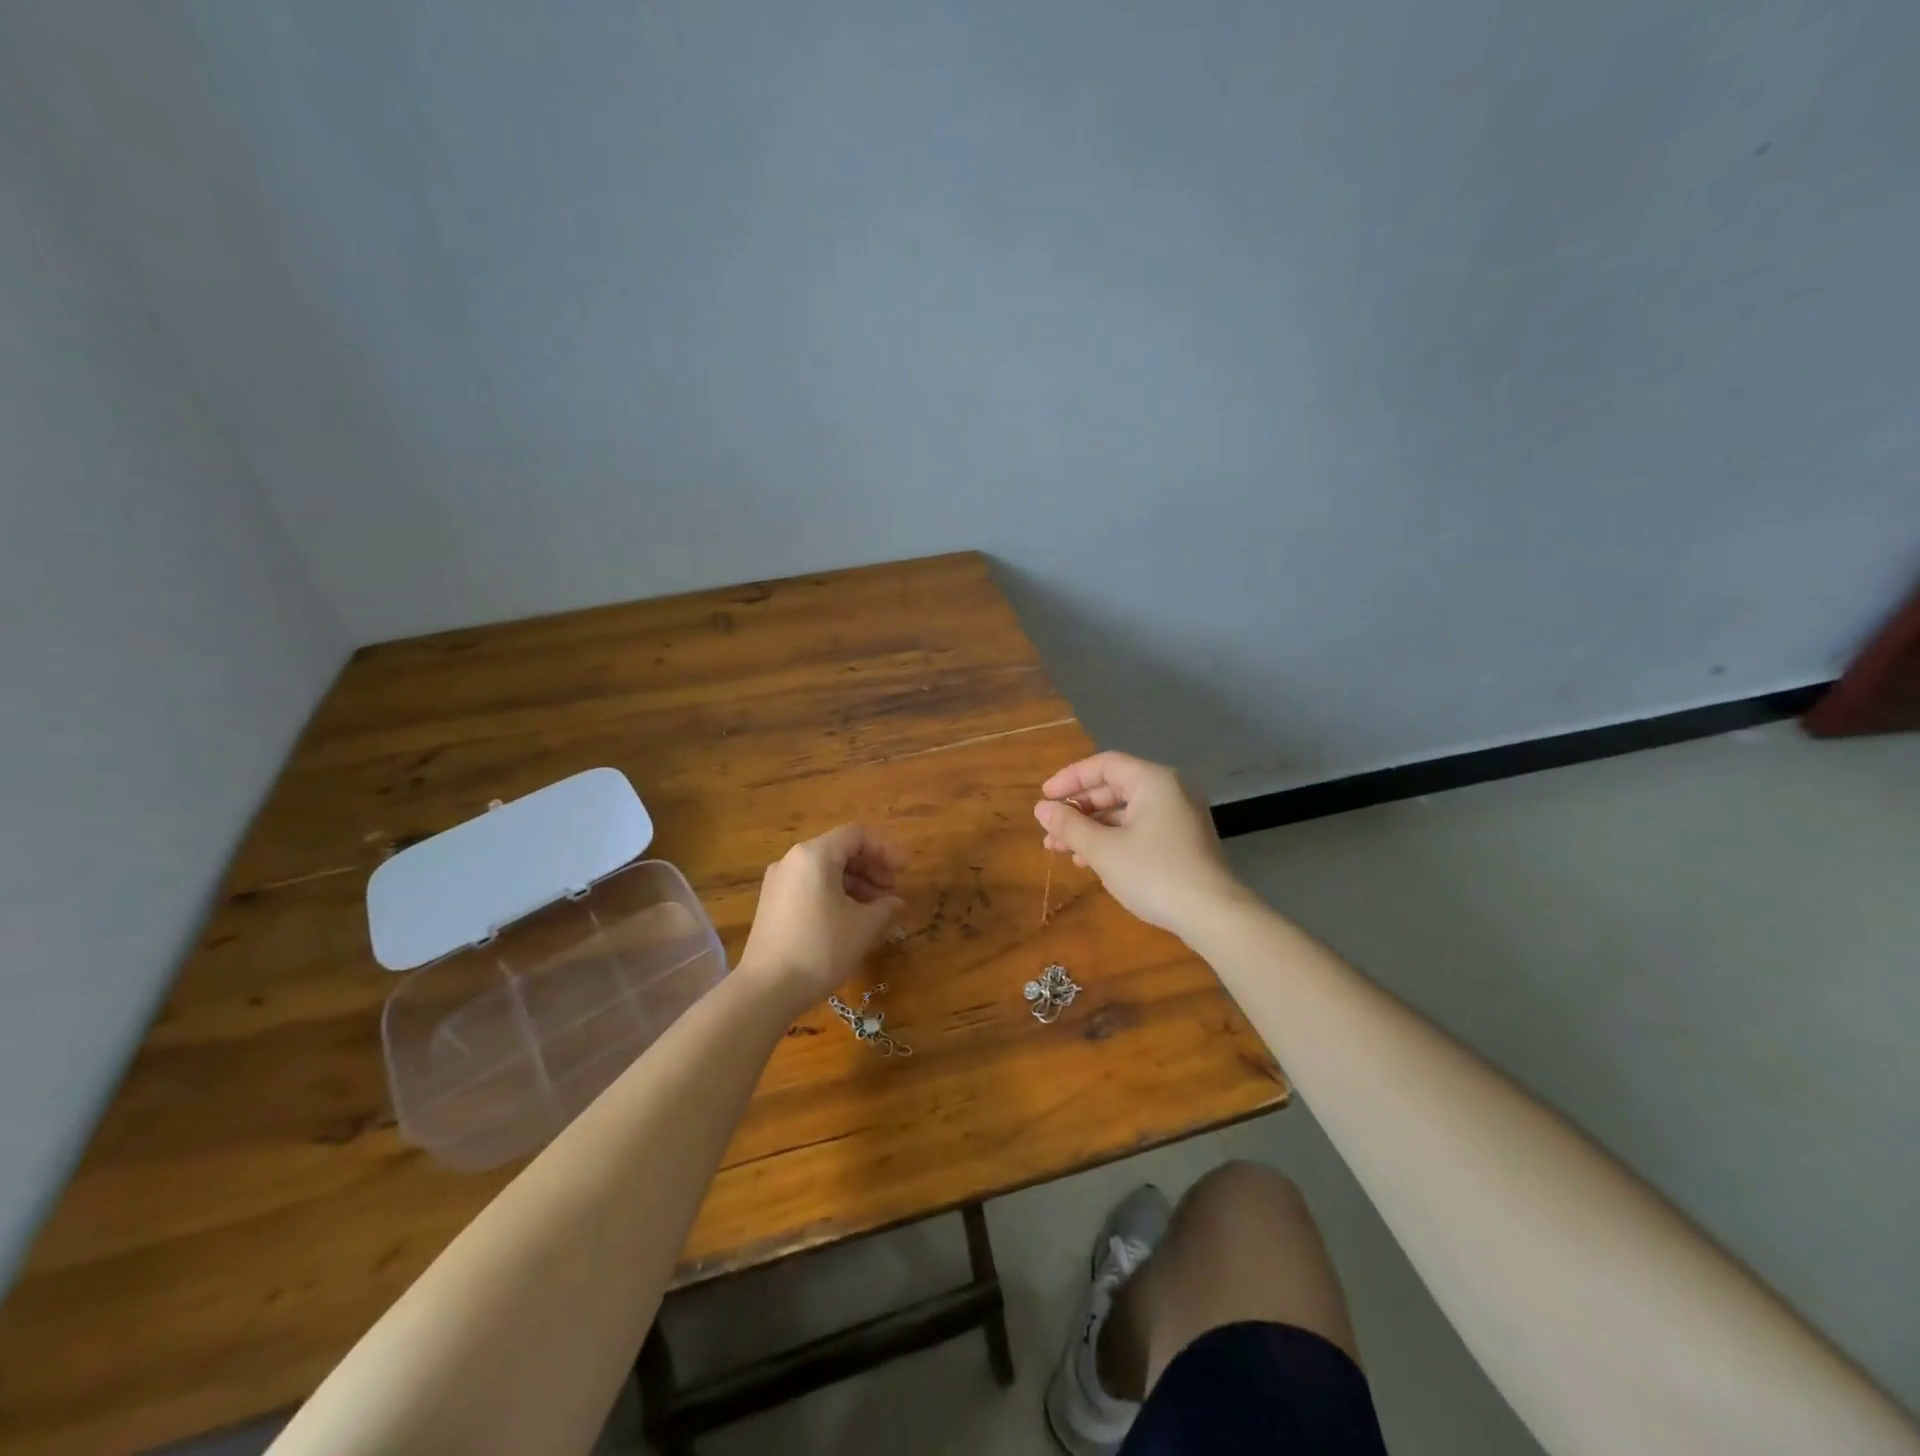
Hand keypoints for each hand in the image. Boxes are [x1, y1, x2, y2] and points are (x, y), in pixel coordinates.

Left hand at [738, 824, 905, 1011]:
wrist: (767, 990)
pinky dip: (834, 894)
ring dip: (855, 883)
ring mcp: (778, 882)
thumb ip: (885, 907)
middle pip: (840, 850)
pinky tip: (850, 919)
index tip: (904, 872)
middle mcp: (792, 860)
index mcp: (814, 855)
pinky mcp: (772, 904)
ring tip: (876, 910)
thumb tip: (895, 902)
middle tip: (892, 892)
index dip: (885, 850)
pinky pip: (810, 886)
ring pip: (825, 870)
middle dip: (871, 868)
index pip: (857, 836)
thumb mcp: (863, 927)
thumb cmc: (821, 949)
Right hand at [1034, 752, 1249, 938]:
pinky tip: (1090, 862)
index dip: (1070, 779)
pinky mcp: (1182, 842)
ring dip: (1091, 829)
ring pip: (1125, 813)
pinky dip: (1113, 840)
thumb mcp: (1103, 850)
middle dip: (1078, 810)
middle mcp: (1169, 791)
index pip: (1104, 765)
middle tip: (1050, 829)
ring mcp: (1179, 817)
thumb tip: (1041, 809)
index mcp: (1153, 781)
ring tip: (1060, 850)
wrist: (1214, 916)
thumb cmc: (1154, 873)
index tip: (1045, 798)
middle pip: (1114, 788)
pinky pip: (1139, 829)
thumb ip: (1070, 826)